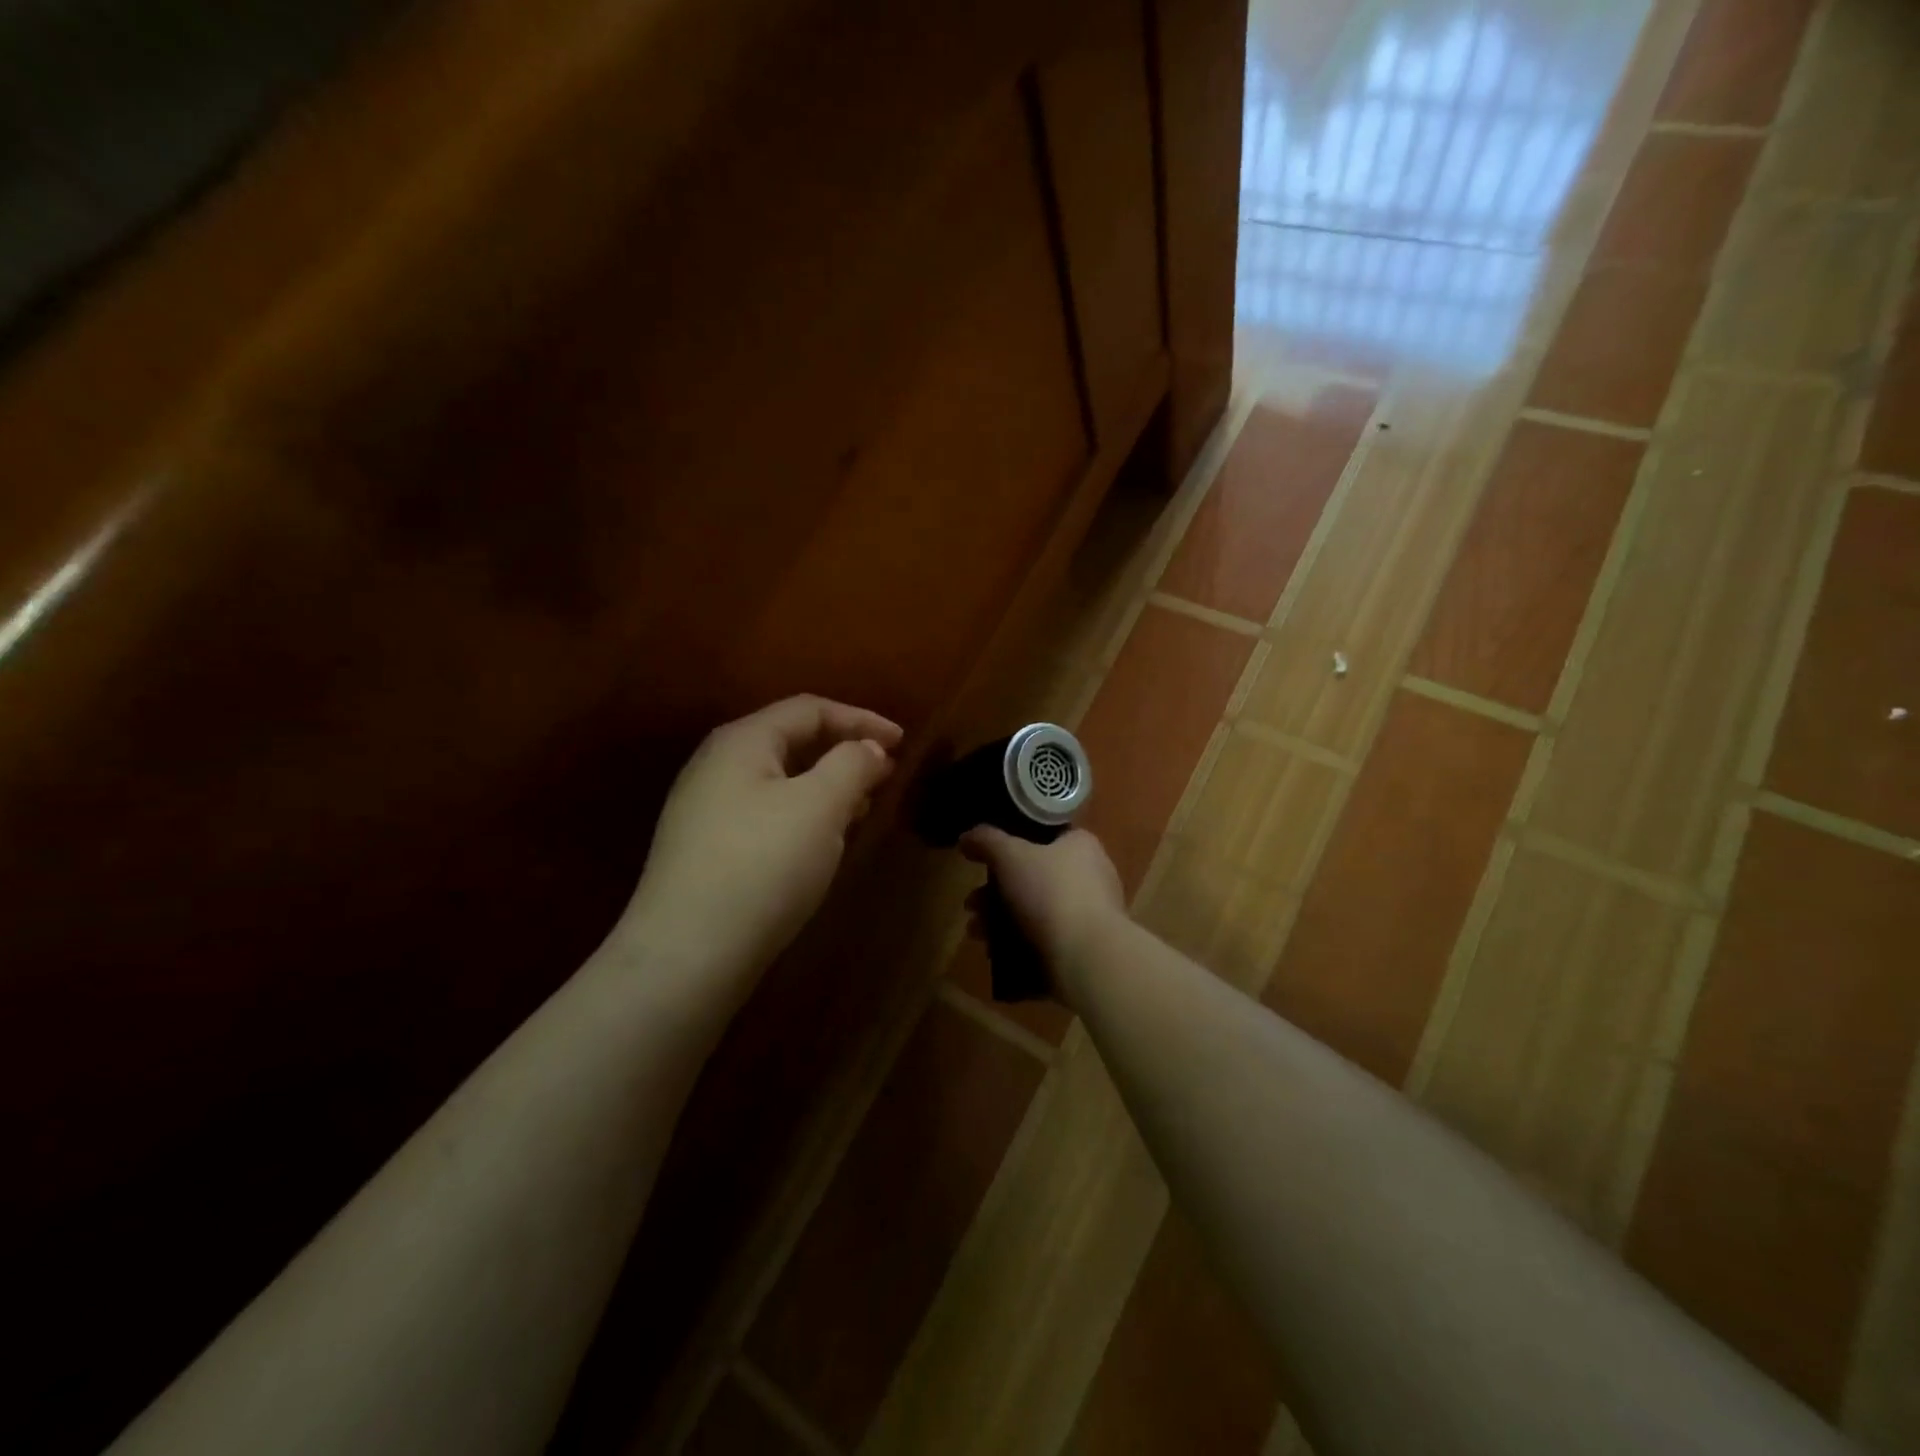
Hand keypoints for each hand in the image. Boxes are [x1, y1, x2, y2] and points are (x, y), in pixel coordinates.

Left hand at [617, 696, 902, 987]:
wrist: (687, 956)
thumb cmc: (762, 866)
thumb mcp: (820, 806)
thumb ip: (852, 765)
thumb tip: (869, 748)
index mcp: (742, 741)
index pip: (809, 709)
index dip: (861, 719)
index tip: (903, 743)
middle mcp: (717, 765)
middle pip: (791, 740)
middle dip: (843, 752)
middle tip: (884, 775)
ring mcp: (705, 810)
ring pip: (780, 781)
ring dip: (826, 786)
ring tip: (862, 807)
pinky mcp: (706, 850)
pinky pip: (766, 814)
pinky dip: (803, 815)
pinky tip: (821, 843)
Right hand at [958, 827, 1125, 988]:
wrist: (1087, 957)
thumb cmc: (1050, 893)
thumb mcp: (1010, 856)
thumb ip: (987, 841)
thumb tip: (967, 837)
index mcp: (1081, 846)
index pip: (1044, 837)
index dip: (1011, 846)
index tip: (985, 863)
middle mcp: (1091, 876)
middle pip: (1033, 877)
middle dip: (995, 892)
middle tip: (971, 905)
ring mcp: (1090, 915)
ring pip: (1036, 911)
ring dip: (1000, 921)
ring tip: (976, 933)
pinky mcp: (1085, 949)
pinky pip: (1045, 940)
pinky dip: (1019, 944)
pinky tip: (995, 953)